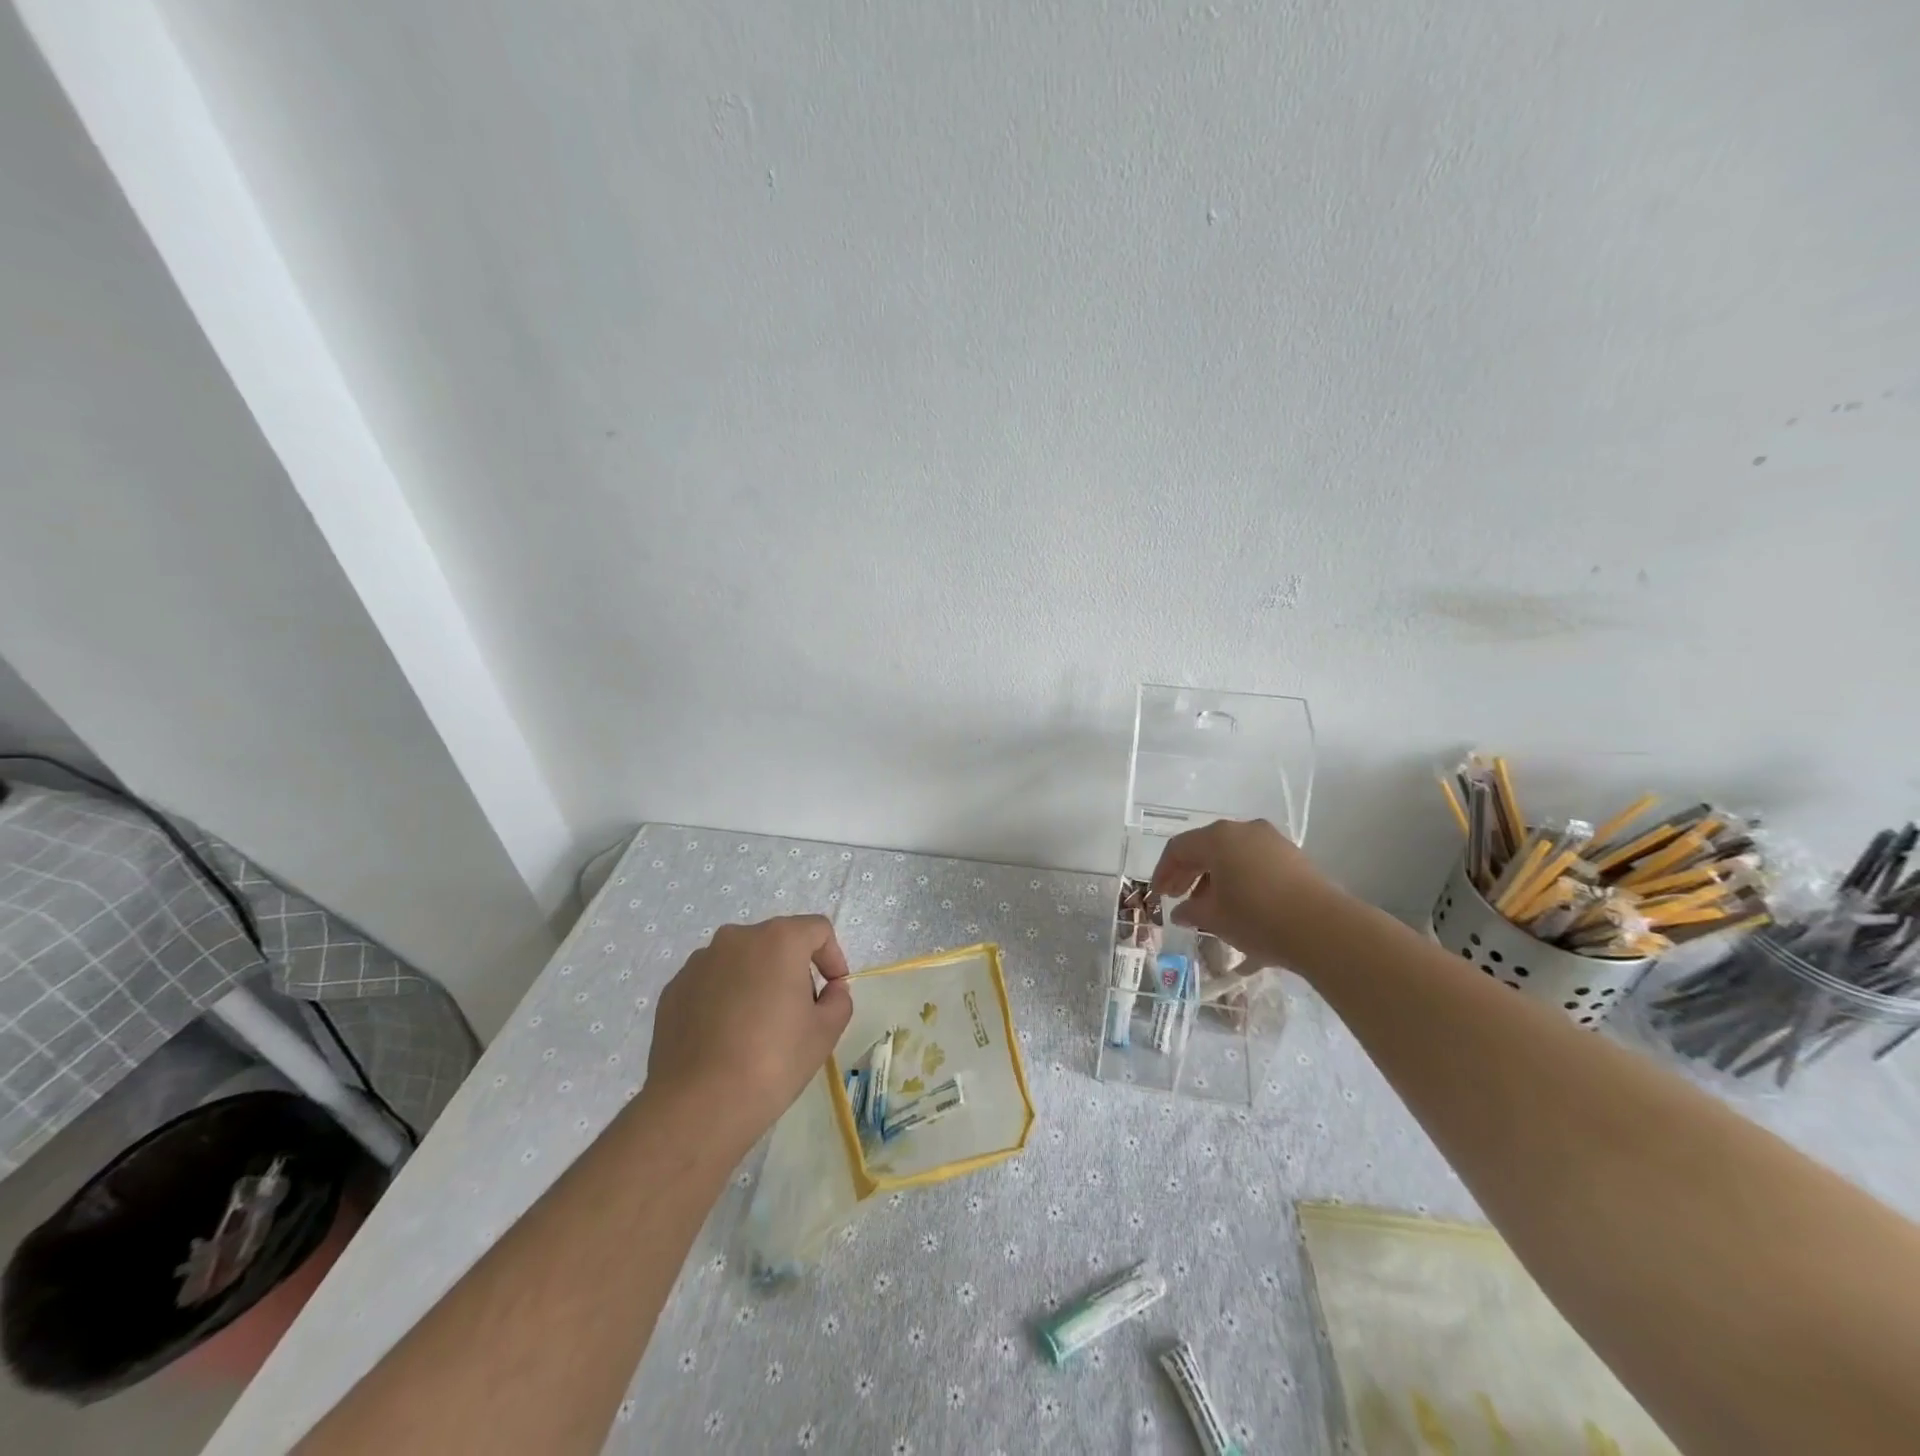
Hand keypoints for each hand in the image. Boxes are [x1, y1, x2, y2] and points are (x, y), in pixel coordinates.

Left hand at [643, 916, 851, 1151]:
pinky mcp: (673, 989)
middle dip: (794, 969)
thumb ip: (839, 999)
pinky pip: (711, 983)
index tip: (833, 989)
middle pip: (777, 941)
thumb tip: (830, 990)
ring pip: (741, 961)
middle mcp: (736, 938)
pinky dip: (725, 998)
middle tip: (800, 1011)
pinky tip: (726, 1038)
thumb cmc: (773, 1061)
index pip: (817, 930)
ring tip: (758, 1027)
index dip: (833, 956)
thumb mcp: (825, 1032)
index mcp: (779, 939)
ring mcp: (699, 962)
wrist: (698, 1105)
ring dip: (757, 981)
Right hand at [1150, 818, 1341, 968]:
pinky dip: (1240, 879)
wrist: (1324, 929)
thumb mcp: (1215, 918)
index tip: (1159, 895)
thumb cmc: (1257, 918)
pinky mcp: (1294, 857)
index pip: (1178, 849)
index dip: (1163, 872)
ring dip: (1215, 877)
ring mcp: (1272, 841)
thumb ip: (1191, 911)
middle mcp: (1244, 830)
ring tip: (1209, 907)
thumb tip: (1181, 911)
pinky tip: (1240, 906)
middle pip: (1205, 847)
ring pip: (1232, 855)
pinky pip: (1255, 863)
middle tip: (1177, 898)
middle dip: (1188, 873)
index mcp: (1217, 838)